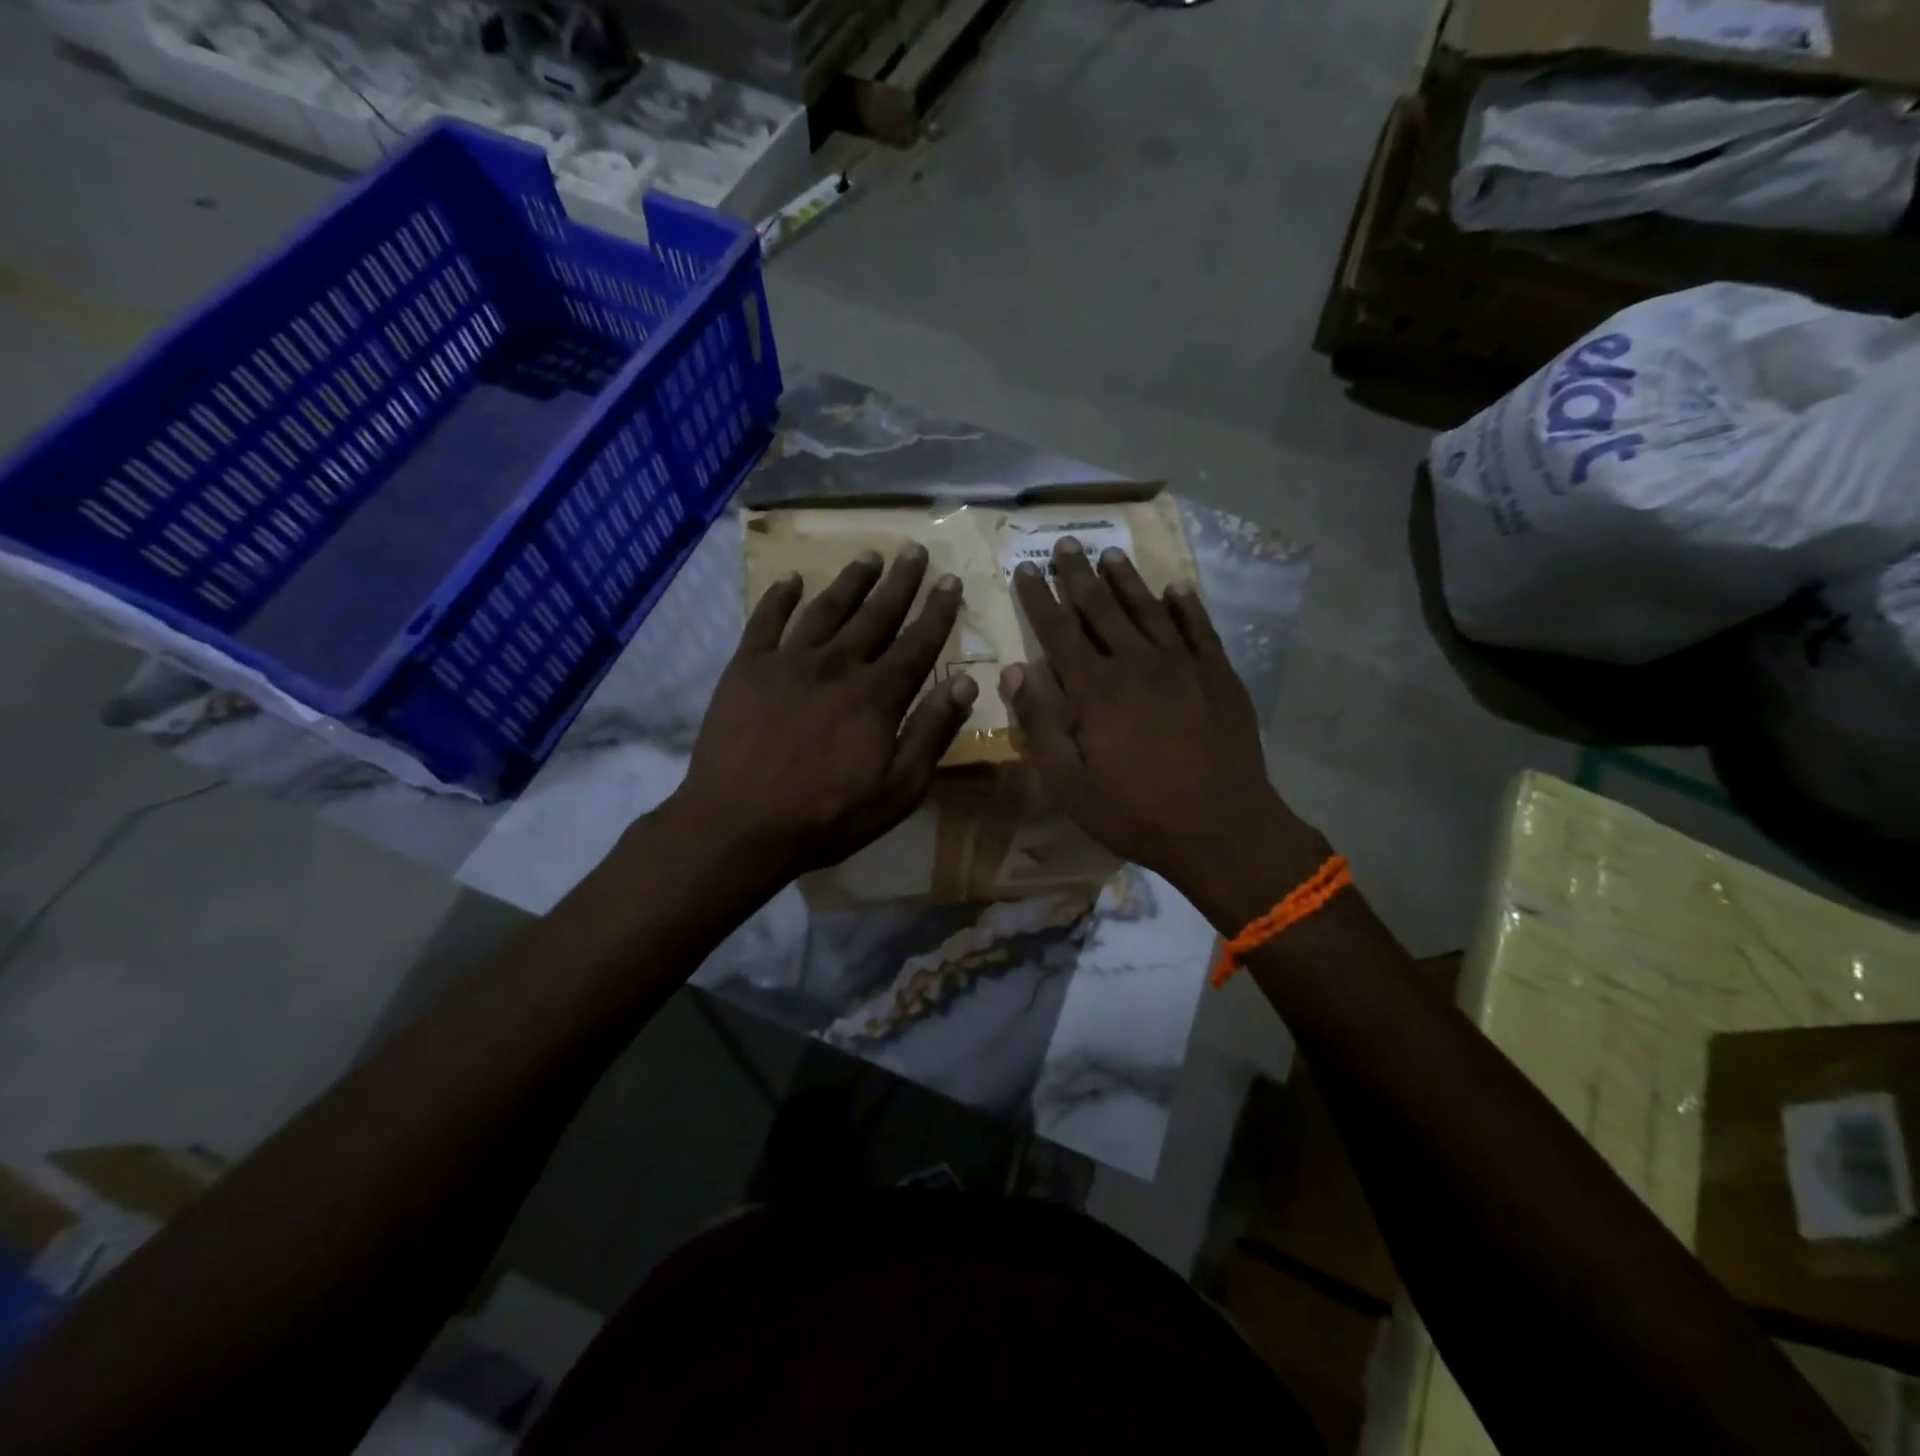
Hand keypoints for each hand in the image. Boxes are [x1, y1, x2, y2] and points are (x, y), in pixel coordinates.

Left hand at [670, 546, 976, 887]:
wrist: (737, 825)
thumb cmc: (826, 816)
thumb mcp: (897, 790)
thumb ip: (932, 733)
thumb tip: (965, 684)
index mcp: (876, 695)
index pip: (917, 643)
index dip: (938, 611)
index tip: (950, 580)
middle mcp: (836, 664)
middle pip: (875, 614)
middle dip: (900, 581)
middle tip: (914, 550)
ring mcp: (787, 661)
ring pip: (826, 608)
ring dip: (850, 580)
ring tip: (868, 556)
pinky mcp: (746, 668)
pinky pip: (765, 620)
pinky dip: (779, 597)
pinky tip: (791, 580)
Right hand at [1002, 538, 1326, 929]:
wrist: (1221, 827)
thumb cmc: (1135, 812)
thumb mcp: (1068, 783)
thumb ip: (1040, 723)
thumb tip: (1015, 670)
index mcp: (1095, 689)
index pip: (1058, 630)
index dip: (1038, 597)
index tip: (1024, 568)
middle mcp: (1136, 663)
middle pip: (1101, 608)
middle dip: (1078, 575)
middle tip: (1066, 545)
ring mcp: (1182, 664)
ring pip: (1148, 609)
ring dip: (1126, 580)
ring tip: (1110, 554)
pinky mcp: (1218, 674)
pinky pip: (1199, 627)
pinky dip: (1186, 604)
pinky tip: (1176, 587)